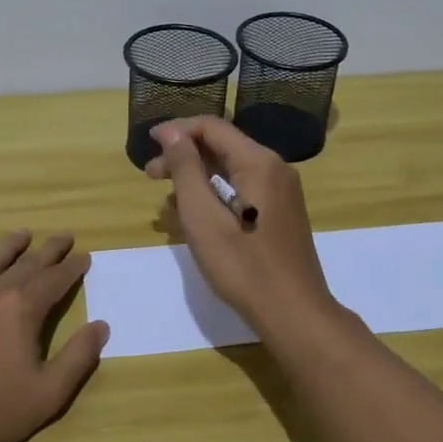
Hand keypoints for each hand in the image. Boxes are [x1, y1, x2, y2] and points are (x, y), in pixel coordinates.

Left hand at [0, 229, 108, 441]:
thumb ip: (78, 358)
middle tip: (64, 237)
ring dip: (10, 245)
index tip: (84, 256)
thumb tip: (101, 326)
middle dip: (49, 250)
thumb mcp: (47, 394)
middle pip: (26, 263)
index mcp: (22, 308)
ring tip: (24, 234)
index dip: (72, 267)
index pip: (55, 279)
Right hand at [144, 117, 334, 334]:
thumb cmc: (243, 265)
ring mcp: (281, 191)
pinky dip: (215, 192)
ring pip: (231, 168)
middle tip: (151, 176)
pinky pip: (242, 188)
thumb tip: (171, 132)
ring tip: (167, 199)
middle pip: (222, 146)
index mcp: (258, 162)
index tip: (148, 145)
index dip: (177, 131)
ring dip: (197, 176)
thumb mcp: (203, 216)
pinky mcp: (280, 212)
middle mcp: (274, 168)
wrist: (294, 314)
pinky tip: (195, 214)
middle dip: (183, 155)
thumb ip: (186, 169)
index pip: (211, 127)